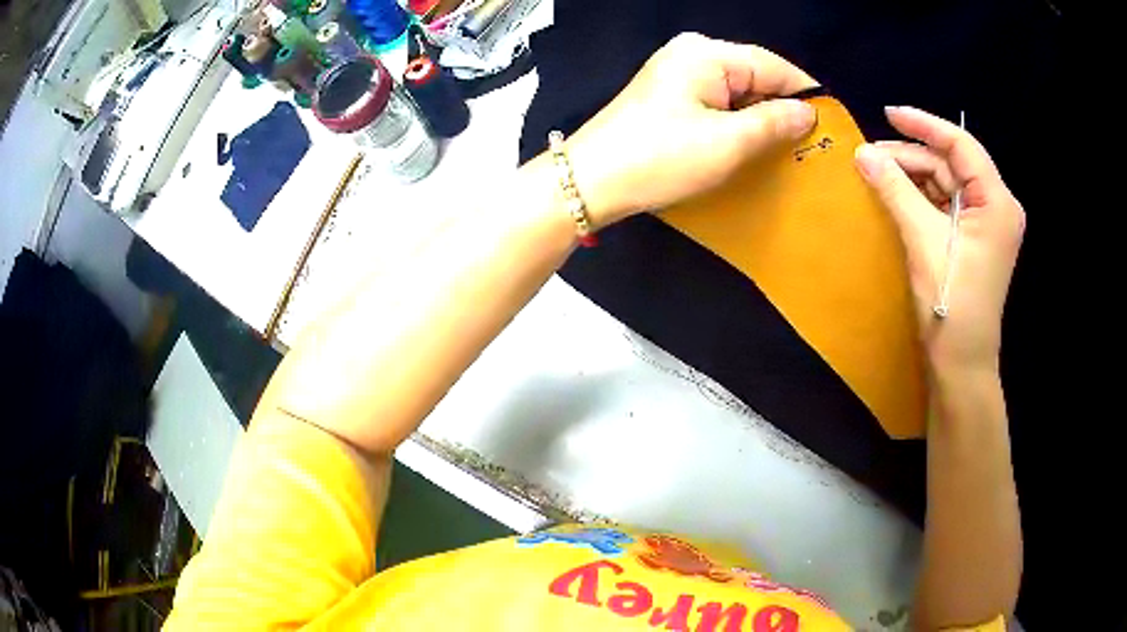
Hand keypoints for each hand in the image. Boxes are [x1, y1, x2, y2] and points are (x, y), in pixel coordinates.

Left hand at [565, 33, 818, 225]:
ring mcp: (677, 75)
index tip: (833, 125)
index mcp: (706, 54)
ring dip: (761, 119)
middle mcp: (692, 54)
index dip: (806, 93)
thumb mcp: (728, 143)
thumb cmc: (661, 158)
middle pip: (755, 76)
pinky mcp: (669, 97)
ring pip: (737, 92)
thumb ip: (774, 123)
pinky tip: (751, 146)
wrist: (590, 181)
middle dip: (783, 108)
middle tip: (812, 145)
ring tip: (787, 151)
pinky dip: (737, 123)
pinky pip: (717, 104)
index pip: (773, 65)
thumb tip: (807, 112)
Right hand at [854, 107, 1025, 375]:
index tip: (888, 113)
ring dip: (913, 177)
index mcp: (997, 202)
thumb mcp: (923, 240)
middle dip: (913, 156)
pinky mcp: (974, 239)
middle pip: (951, 165)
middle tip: (871, 157)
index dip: (924, 125)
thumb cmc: (951, 303)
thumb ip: (895, 190)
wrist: (960, 364)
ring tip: (877, 175)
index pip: (961, 145)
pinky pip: (945, 206)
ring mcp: (986, 224)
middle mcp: (997, 207)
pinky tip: (896, 196)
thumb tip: (862, 153)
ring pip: (946, 184)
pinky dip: (921, 198)